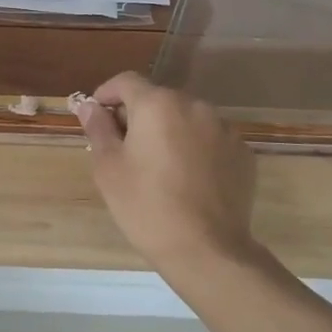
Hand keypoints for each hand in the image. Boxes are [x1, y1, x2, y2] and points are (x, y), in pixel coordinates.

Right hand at [77, 73, 269, 277]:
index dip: (106, 94)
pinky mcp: (243, 153)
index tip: (97, 117)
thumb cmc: (146, 205)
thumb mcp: (108, 167)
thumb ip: (98, 128)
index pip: (126, 81)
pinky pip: (210, 139)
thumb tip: (88, 105)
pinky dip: (195, 148)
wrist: (207, 250)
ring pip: (186, 118)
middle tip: (124, 148)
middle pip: (158, 98)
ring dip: (168, 130)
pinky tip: (187, 179)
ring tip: (158, 165)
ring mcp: (224, 128)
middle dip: (138, 115)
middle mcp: (194, 106)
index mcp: (157, 104)